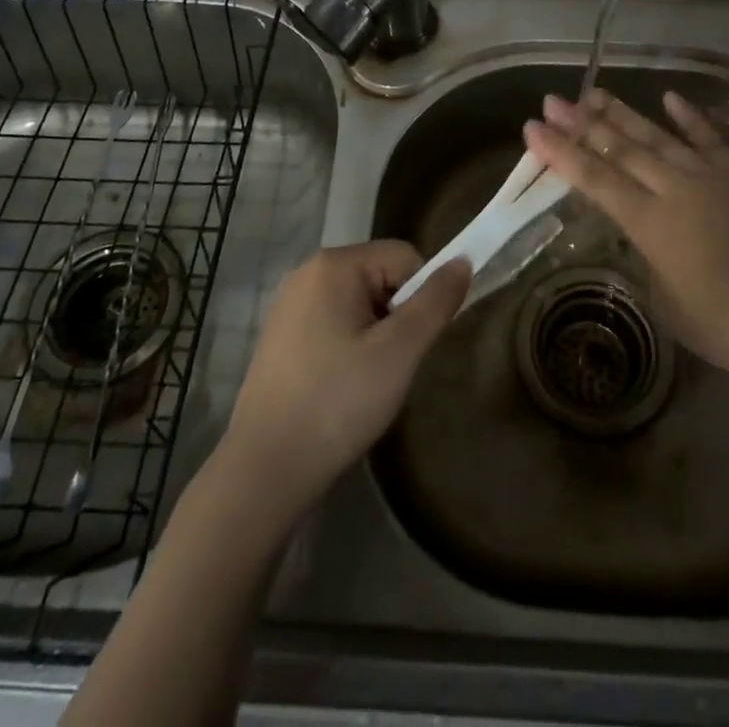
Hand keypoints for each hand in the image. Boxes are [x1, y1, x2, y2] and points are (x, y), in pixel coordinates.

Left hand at [221, 240, 469, 516]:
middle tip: (390, 366)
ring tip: (366, 381)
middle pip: (380, 277)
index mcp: (334, 265)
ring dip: (375, 334)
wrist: (266, 471)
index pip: (404, 257)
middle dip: (396, 316)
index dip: (422, 296)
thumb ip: (435, 302)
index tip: (413, 344)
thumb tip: (463, 262)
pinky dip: (349, 346)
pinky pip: (334, 322)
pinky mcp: (281, 335)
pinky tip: (342, 387)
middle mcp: (307, 272)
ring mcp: (289, 304)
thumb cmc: (338, 403)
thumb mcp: (400, 351)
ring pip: (359, 303)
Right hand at [524, 89, 728, 394]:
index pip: (594, 178)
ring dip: (623, 113)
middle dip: (581, 122)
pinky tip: (668, 97)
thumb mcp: (666, 301)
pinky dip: (687, 116)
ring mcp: (710, 176)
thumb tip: (644, 233)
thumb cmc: (727, 327)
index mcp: (650, 223)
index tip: (533, 128)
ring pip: (657, 135)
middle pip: (619, 148)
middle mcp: (674, 189)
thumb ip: (647, 257)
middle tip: (554, 100)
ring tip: (595, 91)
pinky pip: (709, 138)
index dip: (561, 152)